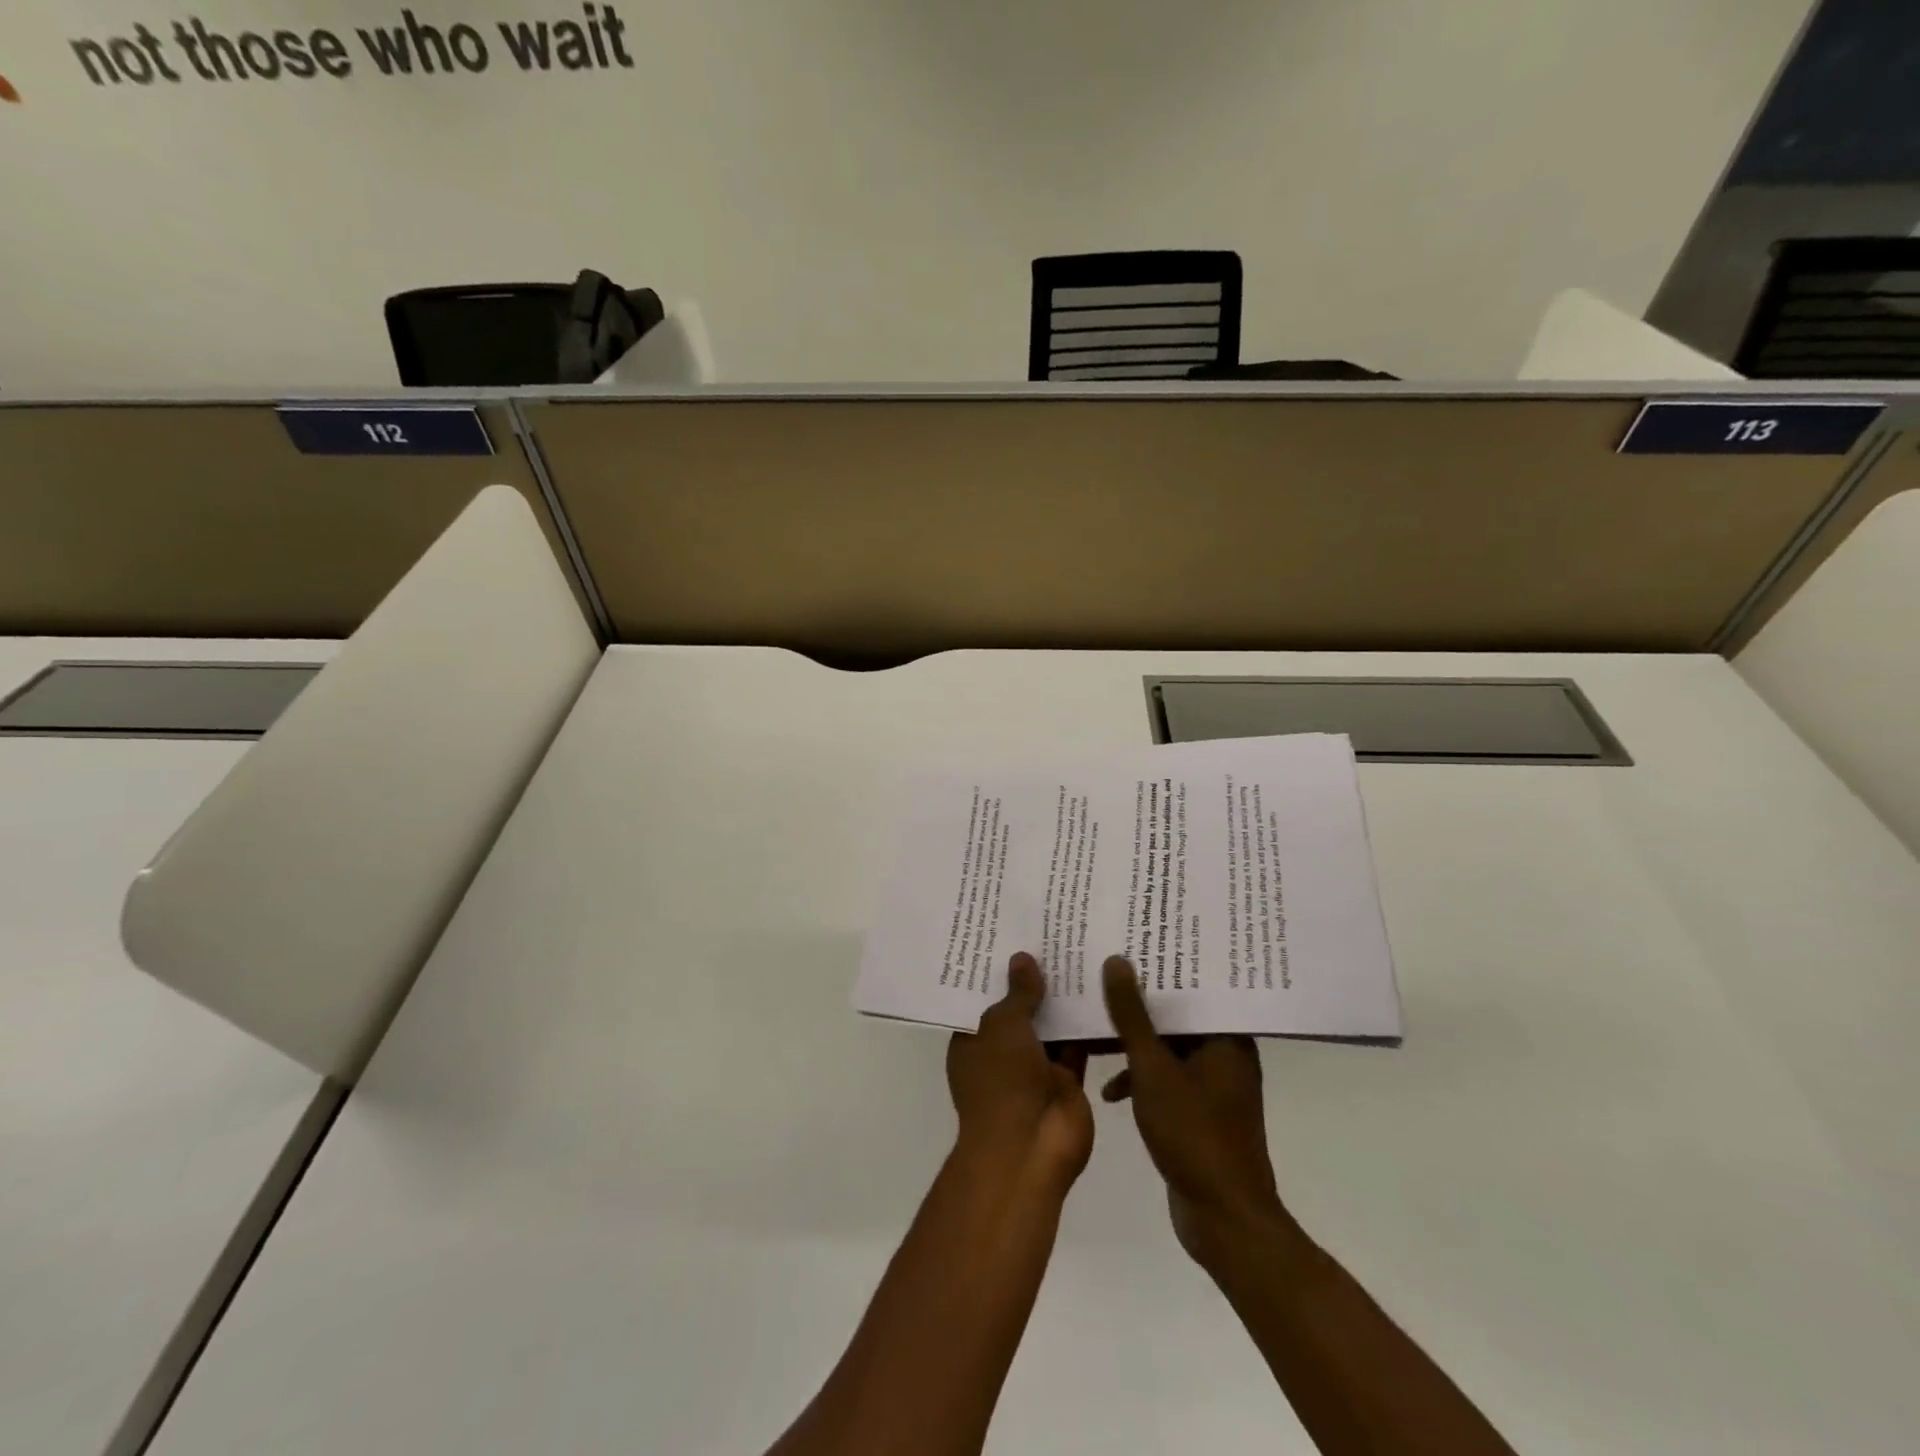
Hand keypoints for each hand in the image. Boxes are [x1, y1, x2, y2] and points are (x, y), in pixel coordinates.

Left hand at [947, 953, 1093, 1191]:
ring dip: (1063, 999)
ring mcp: (1035, 1068)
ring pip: (1051, 1025)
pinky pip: (1077, 1044)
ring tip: (1079, 950)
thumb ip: (1017, 993)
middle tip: (1052, 934)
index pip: (982, 998)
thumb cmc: (1001, 1081)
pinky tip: (1101, 986)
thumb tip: (1022, 958)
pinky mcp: (1067, 1079)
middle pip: (1020, 1009)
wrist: (1031, 1149)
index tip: (1012, 935)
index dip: (997, 971)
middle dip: (1034, 980)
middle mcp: (1002, 1052)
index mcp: (973, 1040)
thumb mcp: (1003, 1026)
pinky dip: (1087, 1023)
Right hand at [1100, 956, 1284, 1265]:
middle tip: (1103, 977)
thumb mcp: (1152, 1068)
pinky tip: (1110, 1090)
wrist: (1223, 1218)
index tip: (1130, 944)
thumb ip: (1132, 1015)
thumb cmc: (1193, 1133)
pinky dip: (1141, 1077)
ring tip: (1095, 1028)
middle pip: (1177, 1014)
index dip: (1161, 965)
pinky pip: (1167, 1077)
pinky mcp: (1200, 1111)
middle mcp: (1225, 1053)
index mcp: (1226, 1037)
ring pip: (1168, 1047)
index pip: (1194, 984)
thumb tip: (1117, 960)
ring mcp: (1214, 1084)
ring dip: (1135, 1043)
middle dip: (1139, 1002)